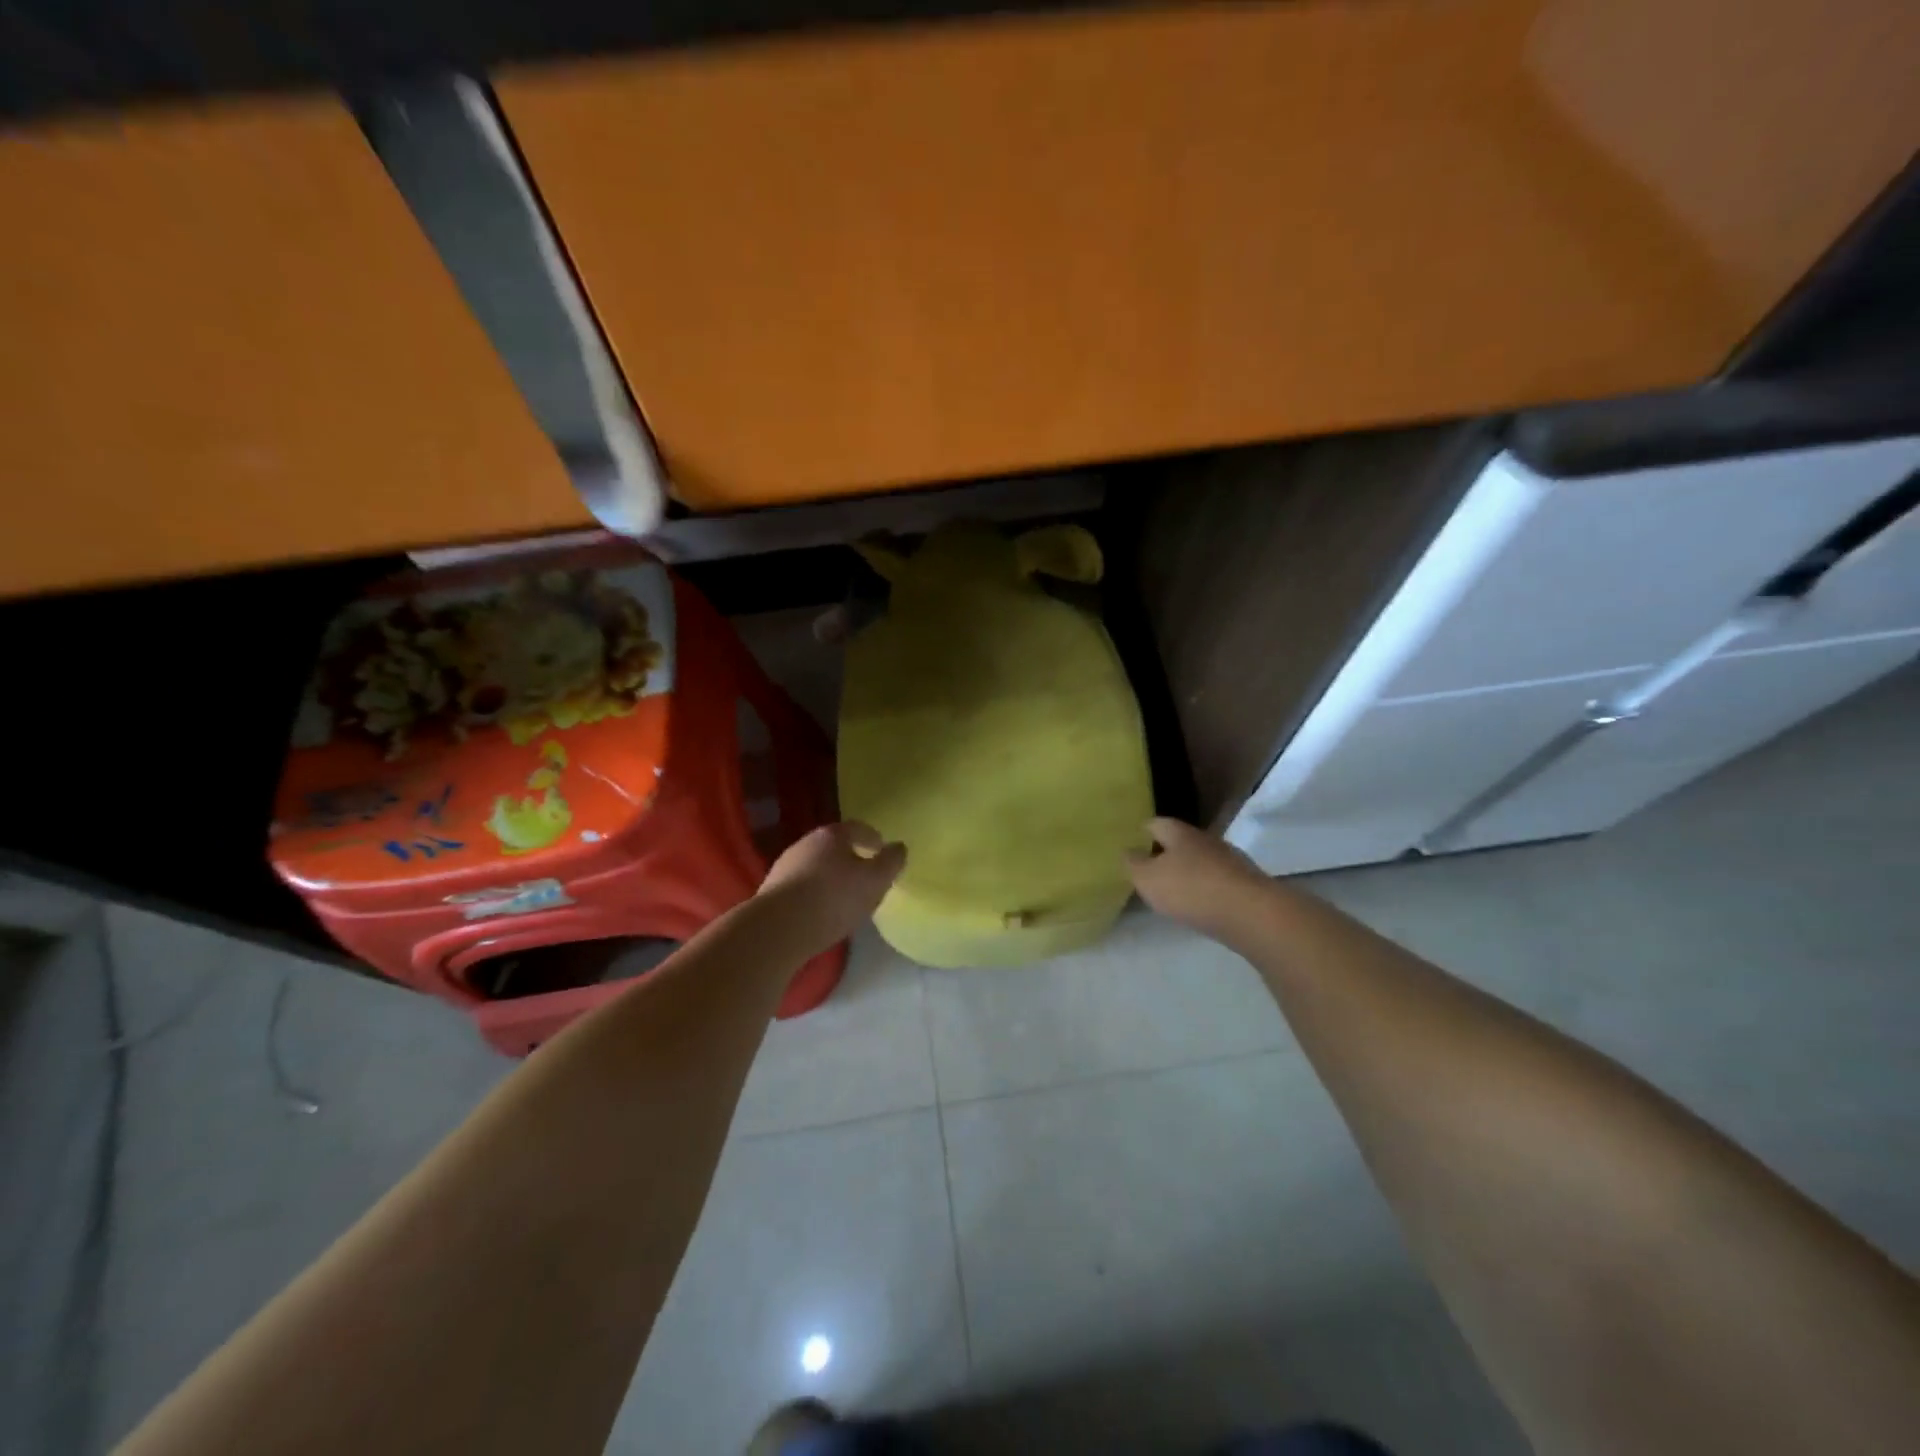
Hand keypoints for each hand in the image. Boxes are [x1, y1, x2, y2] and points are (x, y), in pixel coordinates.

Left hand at [755, 821, 906, 955]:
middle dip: (850, 857)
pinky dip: (814, 893)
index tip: (881, 850)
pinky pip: (801, 887)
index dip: (872, 838)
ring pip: (815, 866)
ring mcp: (785, 866)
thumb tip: (899, 847)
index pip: (857, 828)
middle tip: (865, 875)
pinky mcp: (772, 890)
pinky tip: (820, 911)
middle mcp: (806, 843)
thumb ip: (891, 862)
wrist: (779, 927)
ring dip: (830, 877)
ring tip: (843, 898)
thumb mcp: (875, 881)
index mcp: (832, 835)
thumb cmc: (835, 898)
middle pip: (834, 846)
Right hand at [1126, 817, 1271, 942]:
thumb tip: (1127, 851)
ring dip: (1188, 871)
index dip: (1141, 831)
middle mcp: (1206, 839)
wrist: (1251, 913)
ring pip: (1202, 860)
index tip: (1131, 843)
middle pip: (1181, 840)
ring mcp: (1230, 860)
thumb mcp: (1148, 879)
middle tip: (1150, 868)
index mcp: (1180, 833)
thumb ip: (1133, 864)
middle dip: (1166, 852)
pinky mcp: (1246, 883)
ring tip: (1174, 889)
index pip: (1156, 823)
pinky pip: (1218, 880)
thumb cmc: (1191, 889)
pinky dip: (1206, 888)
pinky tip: (1200, 904)